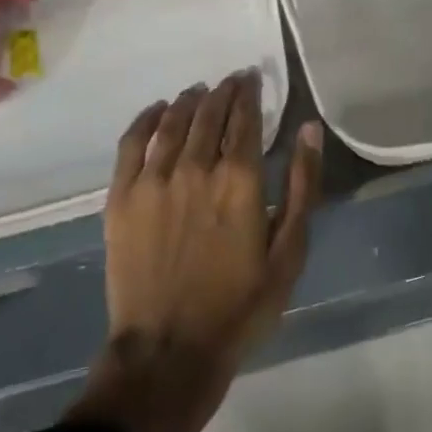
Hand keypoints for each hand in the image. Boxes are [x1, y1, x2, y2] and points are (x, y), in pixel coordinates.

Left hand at [66, 71, 321, 431]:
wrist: (168, 352)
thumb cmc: (239, 306)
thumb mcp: (288, 253)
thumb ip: (303, 186)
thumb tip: (309, 129)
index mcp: (239, 180)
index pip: (244, 117)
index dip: (249, 93)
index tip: (252, 79)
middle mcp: (195, 167)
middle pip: (209, 112)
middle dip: (223, 91)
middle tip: (231, 82)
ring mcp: (153, 180)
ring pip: (173, 121)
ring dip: (189, 100)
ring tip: (199, 92)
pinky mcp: (121, 196)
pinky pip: (132, 142)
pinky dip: (147, 119)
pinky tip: (157, 110)